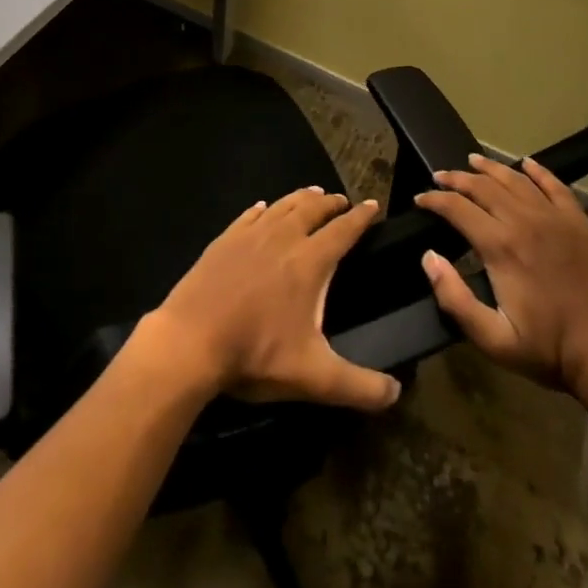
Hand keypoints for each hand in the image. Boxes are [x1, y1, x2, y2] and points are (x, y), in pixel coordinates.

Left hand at [139, 188, 401, 411]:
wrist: (191, 340)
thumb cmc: (256, 354)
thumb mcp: (315, 378)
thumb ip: (359, 386)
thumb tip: (396, 393)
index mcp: (309, 262)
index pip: (343, 230)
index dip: (361, 217)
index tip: (372, 204)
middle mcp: (282, 238)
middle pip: (312, 209)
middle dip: (330, 203)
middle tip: (341, 200)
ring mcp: (250, 235)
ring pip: (282, 206)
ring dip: (300, 198)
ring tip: (312, 194)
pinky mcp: (224, 240)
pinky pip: (249, 215)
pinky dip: (263, 209)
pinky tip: (263, 208)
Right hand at [414, 154, 587, 402]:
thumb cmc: (550, 350)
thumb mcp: (493, 339)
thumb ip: (454, 298)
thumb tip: (429, 257)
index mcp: (501, 246)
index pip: (457, 208)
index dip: (434, 200)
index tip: (419, 199)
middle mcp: (525, 220)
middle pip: (483, 186)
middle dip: (456, 179)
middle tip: (439, 177)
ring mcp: (555, 217)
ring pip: (515, 179)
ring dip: (490, 168)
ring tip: (472, 161)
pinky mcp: (579, 222)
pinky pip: (554, 185)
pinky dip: (537, 170)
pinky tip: (526, 163)